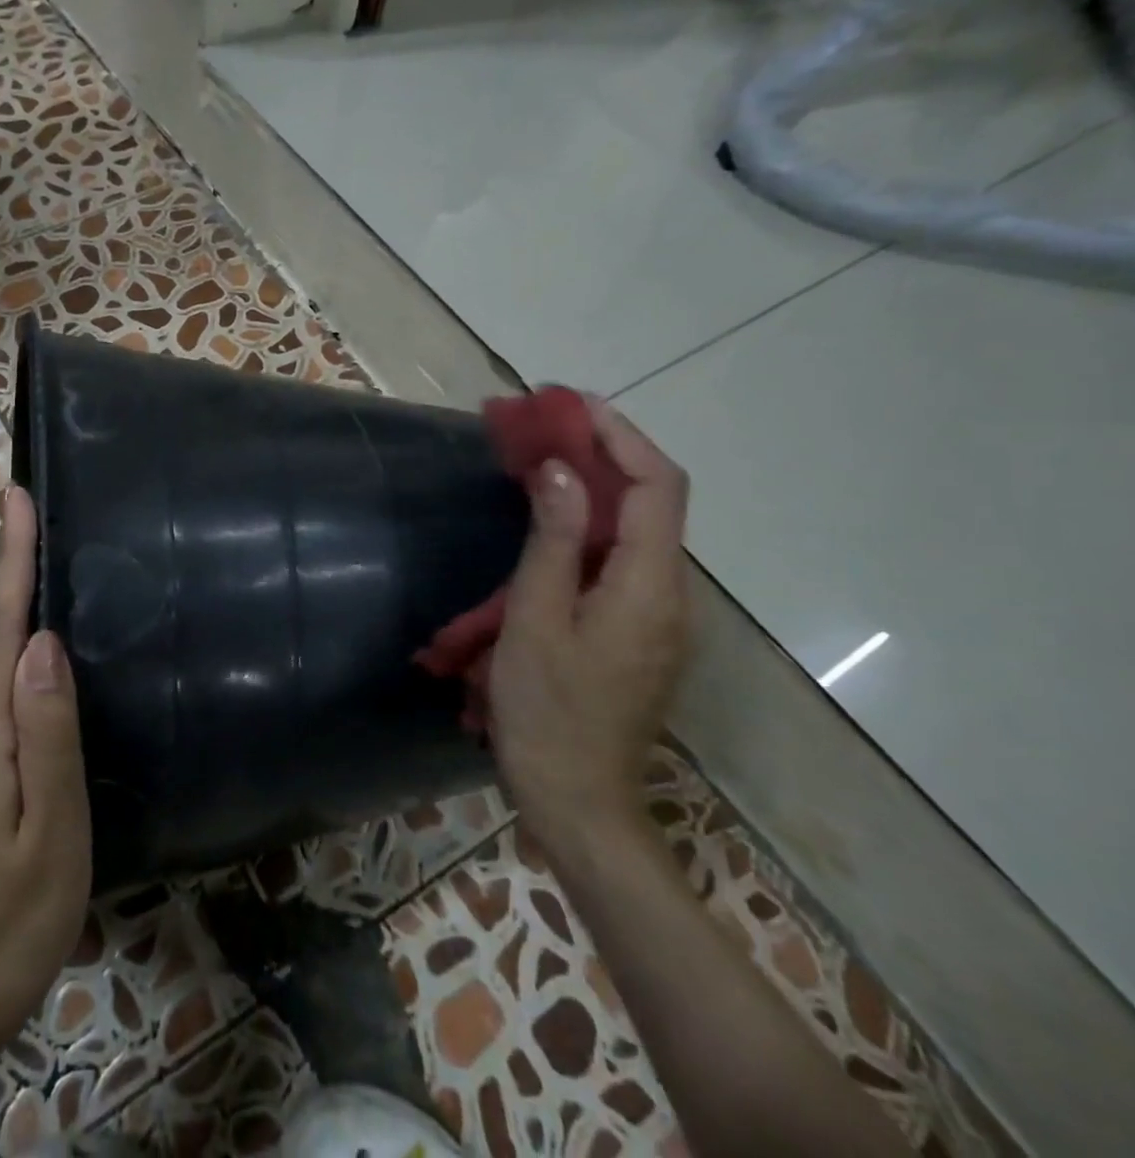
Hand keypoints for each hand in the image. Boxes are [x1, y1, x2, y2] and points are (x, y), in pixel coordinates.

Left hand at [0, 486, 91, 1069]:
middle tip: (40, 514)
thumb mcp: (52, 826)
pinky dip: (28, 661)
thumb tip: (44, 642)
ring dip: (21, 611)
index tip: (14, 498)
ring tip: (54, 566)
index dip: (9, 559)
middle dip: (16, 571)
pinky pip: (10, 698)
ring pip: (2, 667)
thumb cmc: (17, 917)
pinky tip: (53, 659)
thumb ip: (49, 731)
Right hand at [486, 400, 690, 855]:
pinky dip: (590, 525)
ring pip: (637, 530)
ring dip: (595, 486)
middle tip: (542, 428)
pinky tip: (550, 524)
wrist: (578, 803)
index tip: (570, 404)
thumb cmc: (547, 712)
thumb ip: (554, 540)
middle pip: (653, 501)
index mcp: (650, 586)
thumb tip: (560, 469)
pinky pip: (622, 559)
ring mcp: (659, 616)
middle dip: (604, 452)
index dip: (620, 435)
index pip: (657, 486)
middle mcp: (671, 593)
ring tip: (539, 463)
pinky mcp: (639, 632)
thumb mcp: (536, 621)